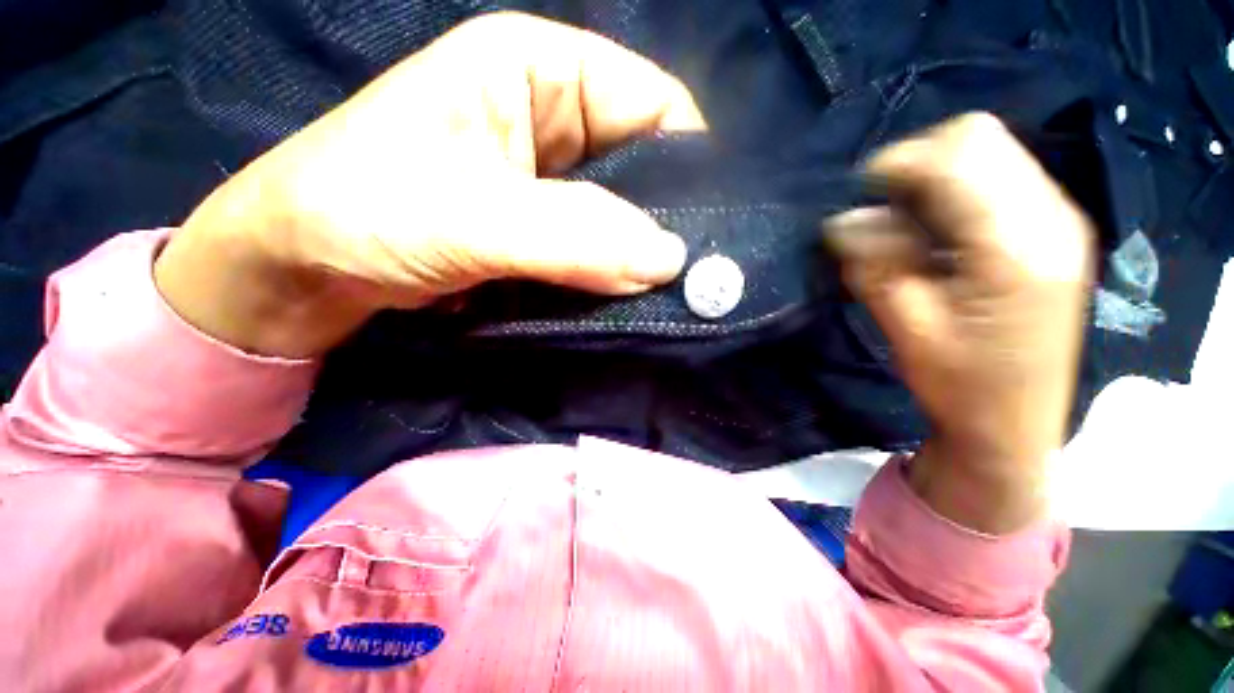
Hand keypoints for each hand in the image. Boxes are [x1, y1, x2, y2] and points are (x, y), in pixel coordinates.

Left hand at [155, 12, 703, 357]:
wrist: (306, 267)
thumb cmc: (361, 212)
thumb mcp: (469, 216)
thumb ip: (574, 236)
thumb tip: (667, 261)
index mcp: (540, 72)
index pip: (653, 104)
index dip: (690, 162)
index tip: (712, 228)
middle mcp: (554, 121)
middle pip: (643, 167)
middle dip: (667, 220)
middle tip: (692, 276)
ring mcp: (550, 184)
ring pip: (623, 216)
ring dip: (640, 256)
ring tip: (666, 294)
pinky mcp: (541, 233)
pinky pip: (597, 249)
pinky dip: (614, 274)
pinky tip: (626, 299)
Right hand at [826, 114, 1094, 532]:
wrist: (1016, 425)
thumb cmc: (961, 386)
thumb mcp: (907, 328)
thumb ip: (875, 265)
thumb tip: (842, 221)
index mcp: (1015, 247)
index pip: (958, 156)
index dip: (897, 165)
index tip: (858, 201)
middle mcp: (1050, 217)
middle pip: (978, 138)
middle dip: (916, 162)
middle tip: (880, 211)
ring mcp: (1058, 220)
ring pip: (989, 152)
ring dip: (934, 177)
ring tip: (904, 224)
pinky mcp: (1051, 230)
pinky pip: (998, 177)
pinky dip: (955, 190)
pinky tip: (935, 232)